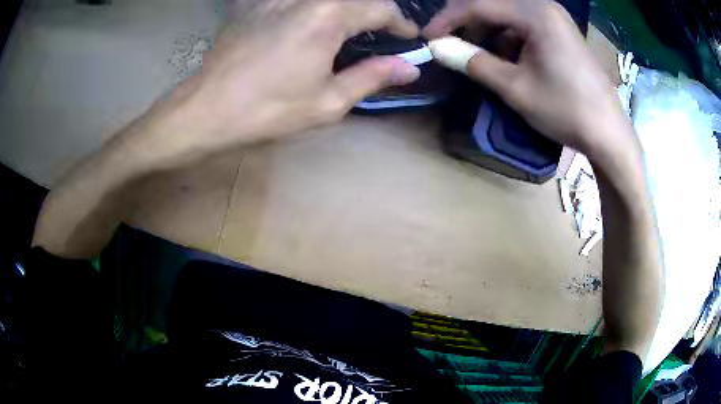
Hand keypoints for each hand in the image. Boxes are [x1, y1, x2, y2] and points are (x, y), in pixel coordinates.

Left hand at [140, 0, 419, 167]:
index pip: (381, 7)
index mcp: (329, 15)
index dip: (401, 23)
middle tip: (382, 35)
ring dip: (345, 11)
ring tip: (349, 32)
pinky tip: (306, 27)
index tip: (409, 38)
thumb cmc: (268, 109)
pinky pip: (295, 2)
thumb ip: (372, 77)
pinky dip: (313, 10)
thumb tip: (408, 68)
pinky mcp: (257, 3)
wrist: (207, 108)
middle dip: (375, 13)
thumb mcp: (328, 101)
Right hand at [424, 0, 632, 156]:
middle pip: (494, 6)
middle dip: (470, 26)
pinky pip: (525, 25)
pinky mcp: (562, 31)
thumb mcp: (515, 88)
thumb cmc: (566, 110)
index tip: (428, 38)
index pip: (479, 4)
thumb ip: (473, 62)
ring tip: (481, 59)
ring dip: (489, 34)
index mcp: (535, 13)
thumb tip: (435, 47)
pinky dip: (510, 39)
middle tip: (453, 48)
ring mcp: (556, 18)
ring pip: (509, 16)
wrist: (609, 134)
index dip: (448, 20)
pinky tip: (509, 60)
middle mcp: (545, 6)